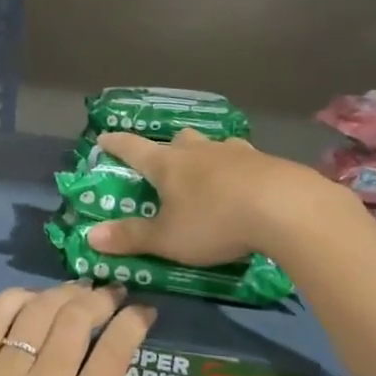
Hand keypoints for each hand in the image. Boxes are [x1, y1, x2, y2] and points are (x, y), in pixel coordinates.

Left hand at [0, 283, 173, 375]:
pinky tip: (34, 301)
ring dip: (64, 294)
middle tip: (115, 297)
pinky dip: (17, 298)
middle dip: (102, 300)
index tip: (145, 312)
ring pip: (37, 311)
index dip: (134, 321)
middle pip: (75, 319)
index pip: (112, 351)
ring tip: (81, 293)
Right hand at [88, 128, 321, 264]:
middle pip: (178, 140)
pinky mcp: (267, 161)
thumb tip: (90, 236)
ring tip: (207, 172)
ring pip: (212, 146)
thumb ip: (131, 237)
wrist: (284, 207)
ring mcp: (236, 152)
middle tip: (165, 162)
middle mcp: (199, 150)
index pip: (133, 148)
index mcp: (168, 164)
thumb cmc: (214, 221)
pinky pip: (244, 159)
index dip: (116, 144)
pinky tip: (245, 181)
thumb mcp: (167, 238)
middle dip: (168, 149)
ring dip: (205, 156)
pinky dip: (237, 168)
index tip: (104, 137)